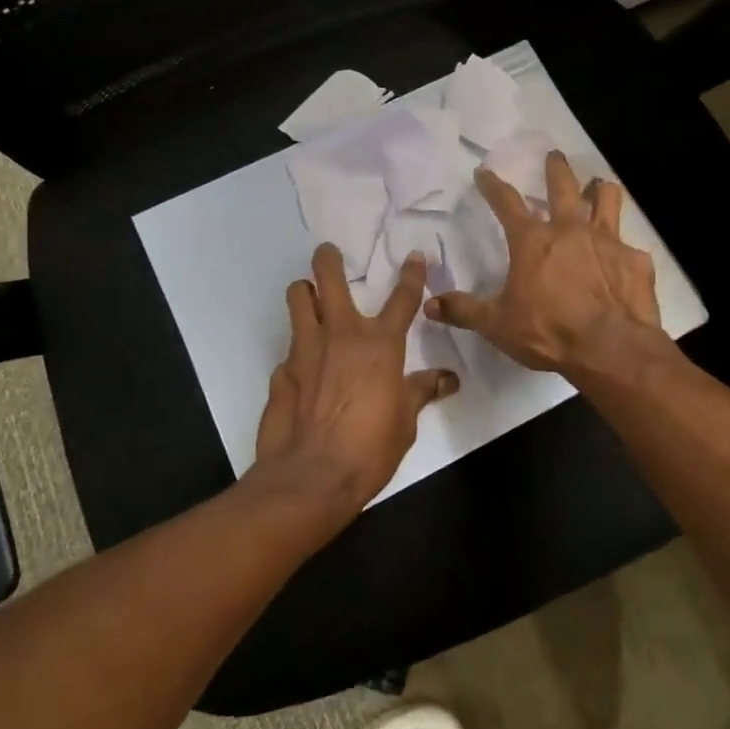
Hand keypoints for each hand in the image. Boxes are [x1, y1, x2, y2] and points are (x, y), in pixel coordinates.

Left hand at [254, 243, 459, 521]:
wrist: (312, 476)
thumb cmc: (370, 448)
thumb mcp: (406, 421)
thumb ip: (421, 391)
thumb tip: (448, 379)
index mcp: (380, 345)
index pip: (402, 299)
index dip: (411, 275)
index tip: (414, 256)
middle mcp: (341, 335)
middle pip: (328, 279)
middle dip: (328, 260)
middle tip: (328, 252)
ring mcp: (305, 350)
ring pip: (297, 299)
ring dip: (303, 292)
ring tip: (307, 295)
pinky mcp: (281, 371)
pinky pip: (289, 348)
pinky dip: (297, 350)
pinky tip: (302, 367)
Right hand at [425, 151, 666, 379]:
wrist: (611, 348)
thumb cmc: (549, 332)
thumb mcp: (498, 324)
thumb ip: (464, 311)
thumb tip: (429, 304)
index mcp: (532, 241)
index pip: (506, 202)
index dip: (492, 185)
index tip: (484, 172)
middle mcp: (570, 230)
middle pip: (563, 186)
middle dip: (555, 168)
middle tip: (554, 155)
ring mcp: (607, 241)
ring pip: (607, 199)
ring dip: (600, 190)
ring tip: (599, 185)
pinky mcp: (635, 260)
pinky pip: (629, 245)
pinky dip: (623, 248)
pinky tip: (622, 260)